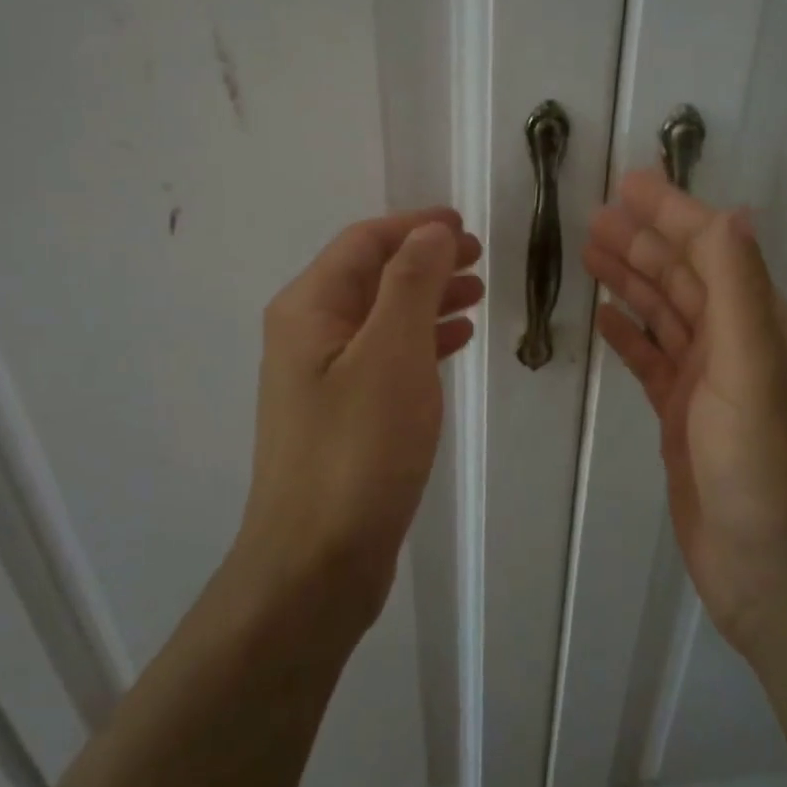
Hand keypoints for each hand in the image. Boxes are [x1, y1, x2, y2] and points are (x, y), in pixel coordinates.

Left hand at [236, 208, 483, 632]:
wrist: (318, 562)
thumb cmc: (358, 448)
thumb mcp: (392, 352)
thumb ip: (411, 283)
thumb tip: (430, 231)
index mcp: (309, 308)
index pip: (364, 242)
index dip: (415, 226)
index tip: (465, 225)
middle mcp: (307, 334)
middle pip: (372, 276)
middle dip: (426, 260)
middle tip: (479, 258)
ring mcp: (322, 378)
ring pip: (382, 317)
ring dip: (428, 298)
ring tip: (476, 295)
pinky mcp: (341, 415)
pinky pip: (385, 357)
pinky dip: (421, 340)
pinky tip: (454, 342)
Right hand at [583, 170, 786, 654]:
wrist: (771, 573)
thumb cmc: (763, 468)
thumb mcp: (754, 369)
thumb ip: (740, 290)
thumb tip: (730, 212)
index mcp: (758, 325)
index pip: (712, 250)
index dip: (673, 213)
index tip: (631, 183)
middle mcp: (735, 345)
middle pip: (683, 278)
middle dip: (643, 241)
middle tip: (596, 214)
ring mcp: (708, 384)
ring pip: (664, 315)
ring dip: (631, 280)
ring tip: (590, 251)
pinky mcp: (682, 418)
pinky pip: (652, 361)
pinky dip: (630, 334)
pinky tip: (604, 317)